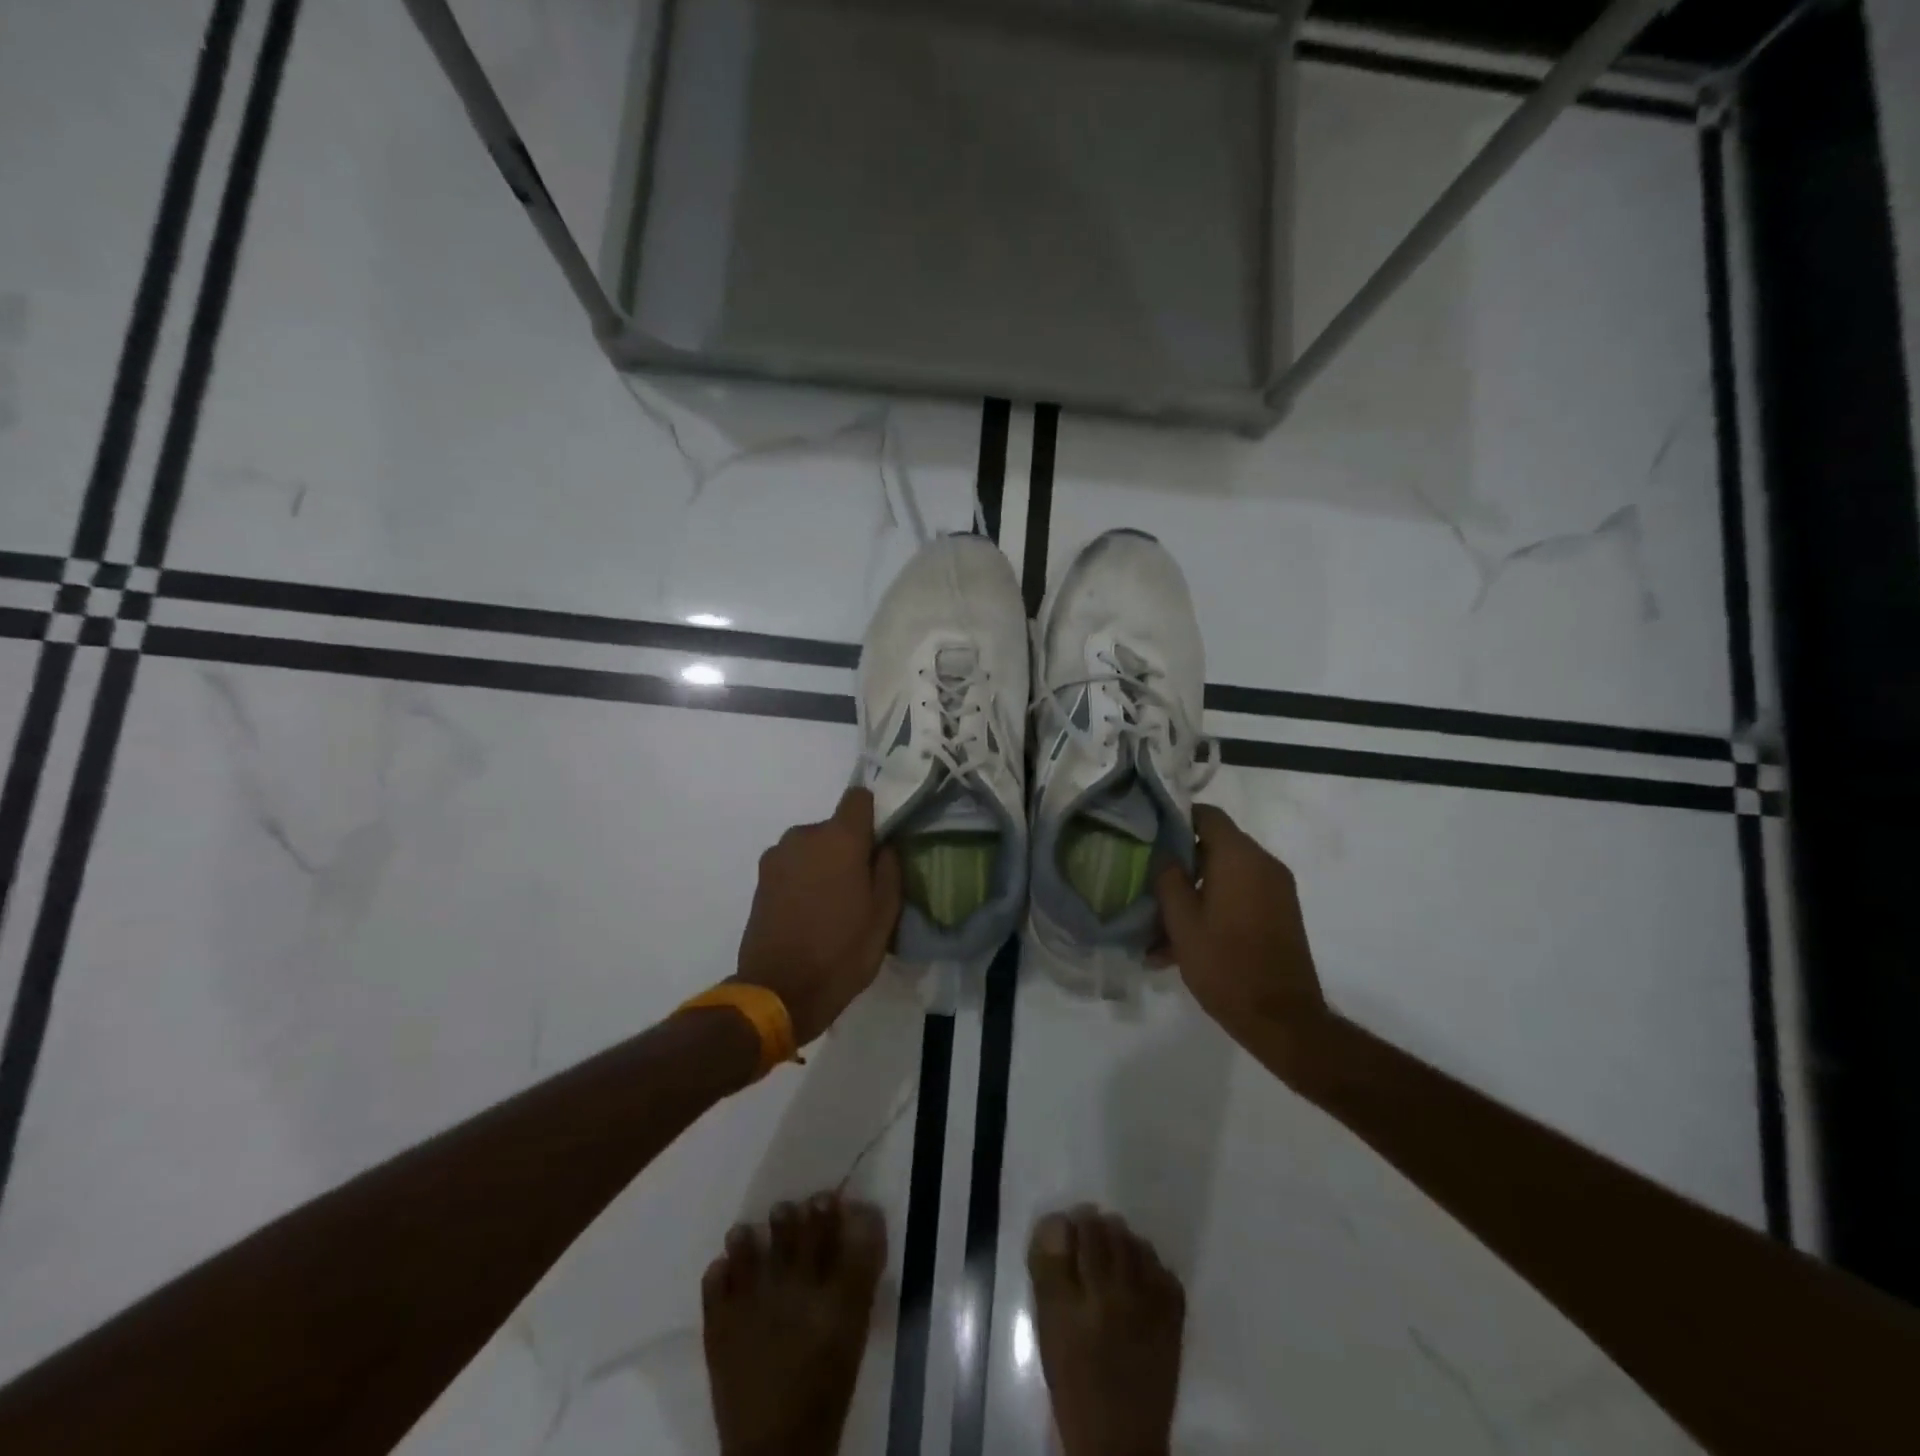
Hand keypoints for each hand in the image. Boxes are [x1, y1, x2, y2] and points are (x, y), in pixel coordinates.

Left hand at [735, 788, 903, 1045]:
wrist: (778, 991)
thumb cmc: (841, 952)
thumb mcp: (884, 915)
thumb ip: (890, 870)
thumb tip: (885, 847)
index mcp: (839, 838)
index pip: (860, 798)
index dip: (874, 814)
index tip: (881, 841)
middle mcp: (804, 835)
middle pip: (835, 827)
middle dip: (849, 848)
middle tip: (860, 886)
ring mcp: (777, 856)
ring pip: (812, 847)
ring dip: (824, 864)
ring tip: (832, 904)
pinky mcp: (760, 878)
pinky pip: (793, 865)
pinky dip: (804, 879)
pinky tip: (810, 913)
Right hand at [1154, 804, 1326, 1070]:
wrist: (1283, 1020)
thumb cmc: (1225, 965)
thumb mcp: (1182, 922)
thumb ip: (1168, 879)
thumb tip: (1164, 855)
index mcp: (1240, 858)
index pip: (1207, 815)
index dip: (1176, 819)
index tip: (1149, 835)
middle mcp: (1264, 865)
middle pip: (1215, 845)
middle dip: (1181, 862)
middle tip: (1149, 883)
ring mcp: (1276, 891)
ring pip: (1225, 876)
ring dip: (1194, 892)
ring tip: (1160, 925)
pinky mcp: (1280, 915)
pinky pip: (1240, 897)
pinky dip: (1213, 908)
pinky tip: (1182, 944)